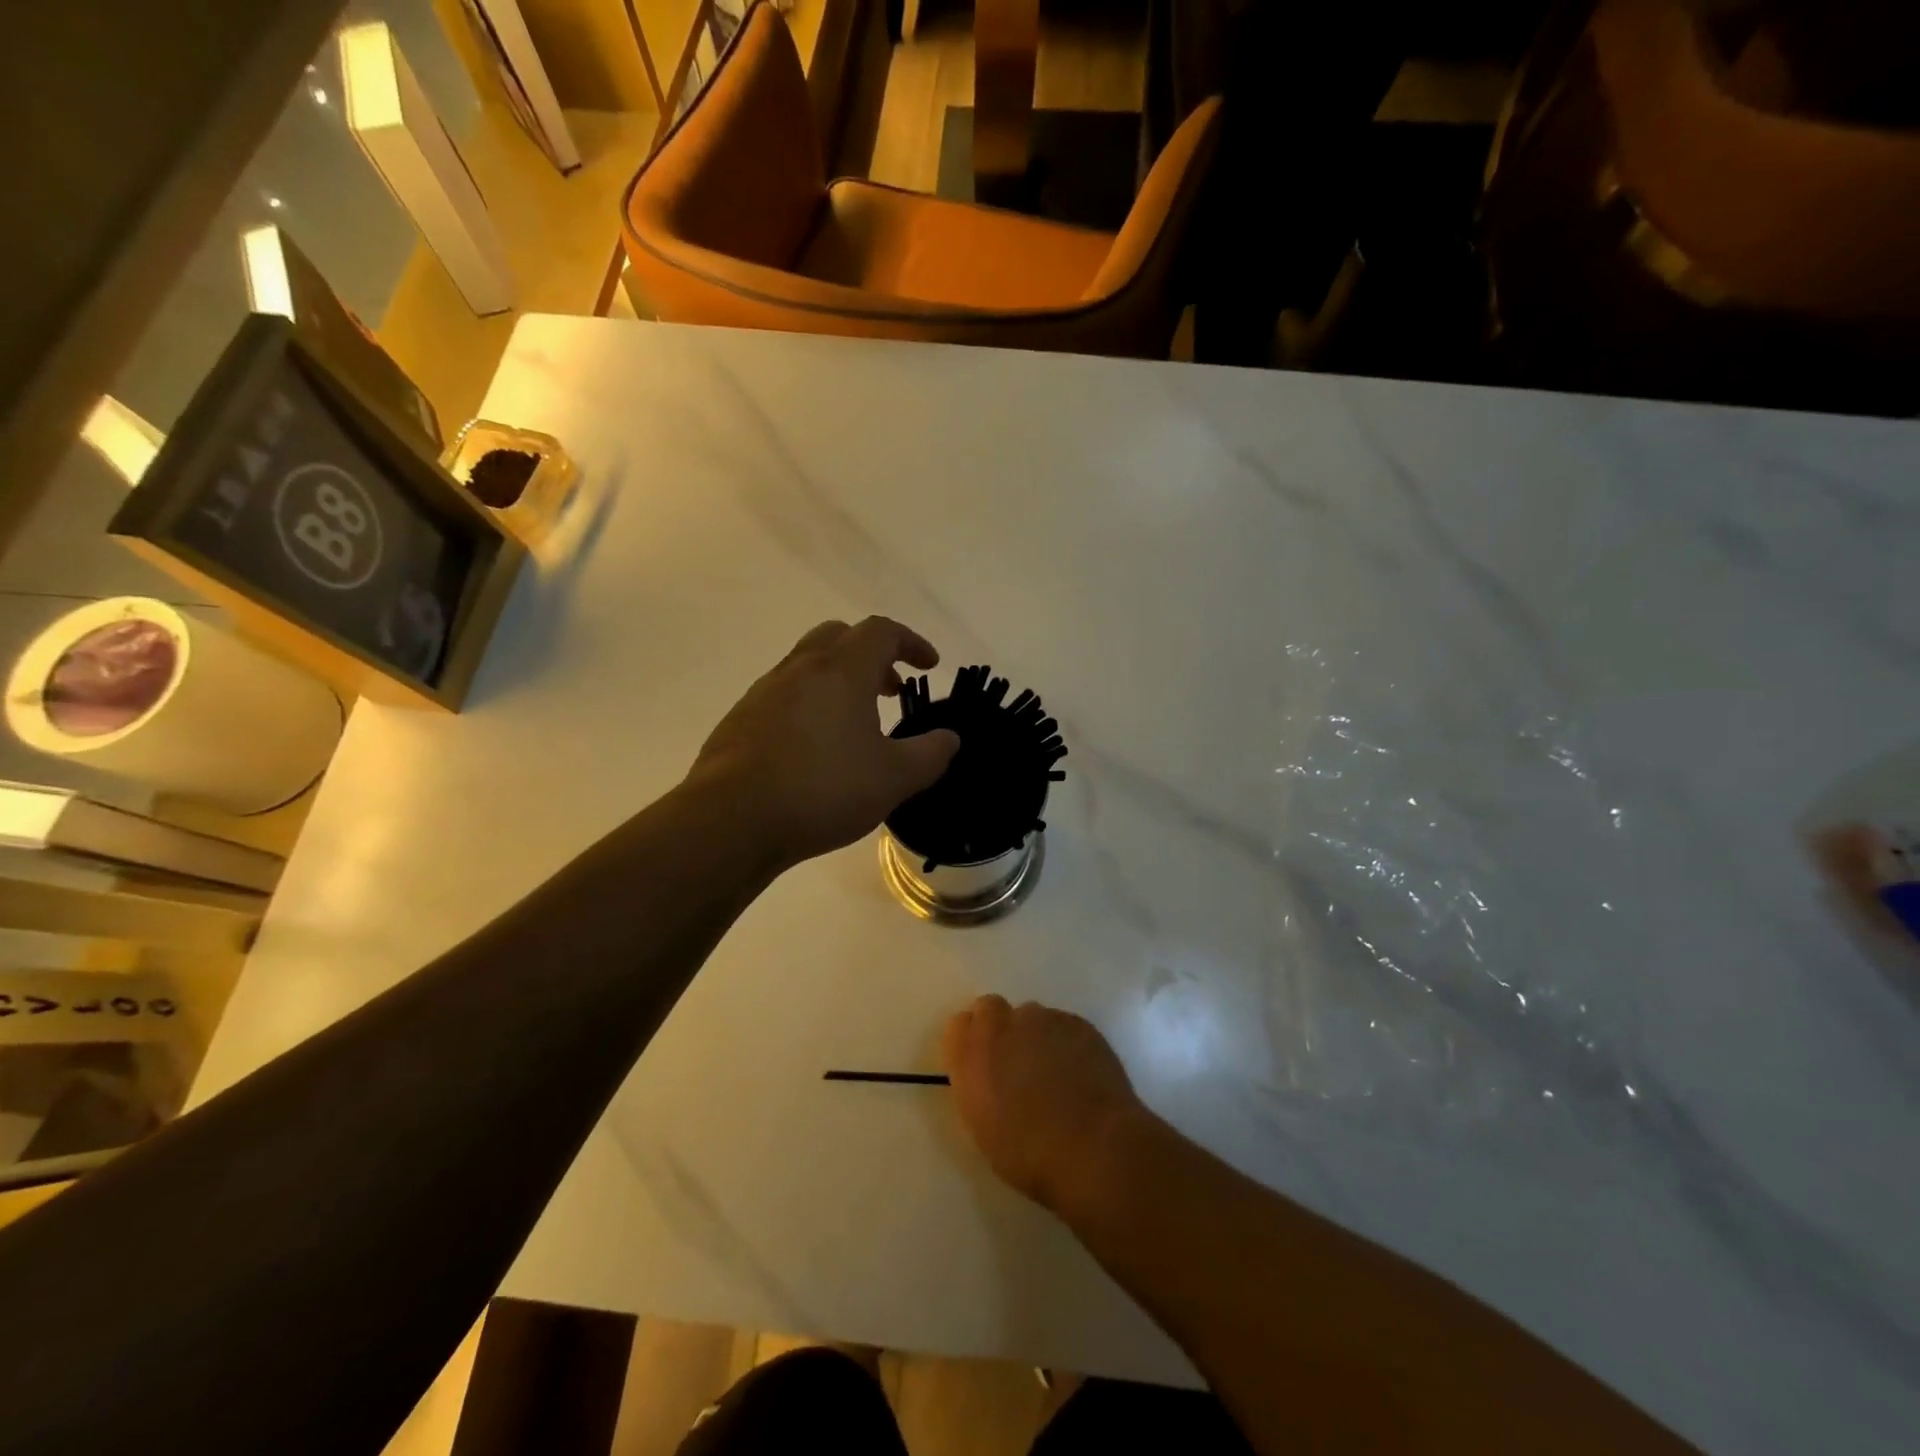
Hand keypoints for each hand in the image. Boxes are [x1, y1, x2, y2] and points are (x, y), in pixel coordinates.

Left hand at [690, 617, 960, 871]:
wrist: (732, 819)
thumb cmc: (823, 789)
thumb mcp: (894, 778)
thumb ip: (930, 754)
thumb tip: (948, 738)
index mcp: (841, 670)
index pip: (882, 632)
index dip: (911, 642)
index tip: (929, 667)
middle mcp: (800, 669)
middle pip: (839, 637)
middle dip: (871, 655)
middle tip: (890, 689)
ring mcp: (764, 692)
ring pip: (807, 665)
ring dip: (838, 681)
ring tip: (855, 724)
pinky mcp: (740, 719)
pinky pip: (783, 696)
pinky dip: (809, 705)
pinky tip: (813, 749)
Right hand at [942, 996, 1146, 1215]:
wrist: (1093, 1148)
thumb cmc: (1029, 1153)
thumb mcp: (983, 1127)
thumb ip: (978, 1086)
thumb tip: (988, 1074)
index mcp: (972, 1054)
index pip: (960, 1024)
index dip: (972, 1041)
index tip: (983, 1062)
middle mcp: (1003, 1025)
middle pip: (993, 1010)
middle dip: (1000, 1030)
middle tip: (1015, 1064)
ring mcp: (1043, 1019)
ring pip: (1032, 1017)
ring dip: (1035, 1036)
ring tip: (1054, 1072)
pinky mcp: (1078, 1023)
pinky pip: (1063, 1025)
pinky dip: (1066, 1042)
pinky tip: (1079, 1073)